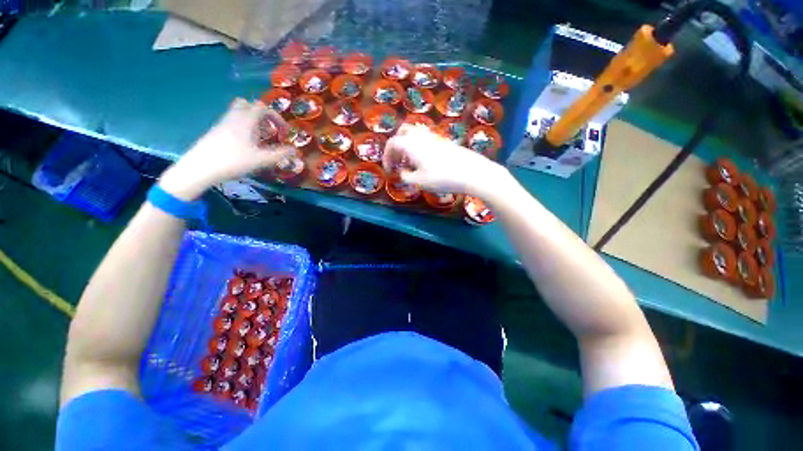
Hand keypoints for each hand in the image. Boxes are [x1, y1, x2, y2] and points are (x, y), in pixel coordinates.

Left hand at [159, 99, 293, 200]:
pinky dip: (242, 127)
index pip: (263, 108)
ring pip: (238, 113)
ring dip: (251, 121)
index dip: (277, 118)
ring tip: (259, 138)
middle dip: (261, 115)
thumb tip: (294, 151)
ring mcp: (222, 124)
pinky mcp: (215, 132)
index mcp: (246, 121)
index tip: (284, 132)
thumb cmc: (233, 161)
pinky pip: (231, 122)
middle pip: (247, 105)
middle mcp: (233, 117)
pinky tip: (245, 144)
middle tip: (269, 129)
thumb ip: (280, 154)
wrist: (200, 168)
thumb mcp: (261, 160)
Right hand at [383, 124, 511, 199]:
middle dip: (396, 145)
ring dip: (408, 146)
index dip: (386, 156)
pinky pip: (425, 139)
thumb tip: (402, 172)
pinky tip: (424, 162)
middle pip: (403, 132)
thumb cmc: (441, 178)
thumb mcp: (419, 182)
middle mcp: (421, 136)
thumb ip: (406, 176)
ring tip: (410, 163)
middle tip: (398, 161)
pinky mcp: (444, 141)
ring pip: (415, 134)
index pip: (392, 143)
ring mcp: (434, 137)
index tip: (389, 170)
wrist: (470, 172)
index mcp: (411, 145)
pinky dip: (419, 147)